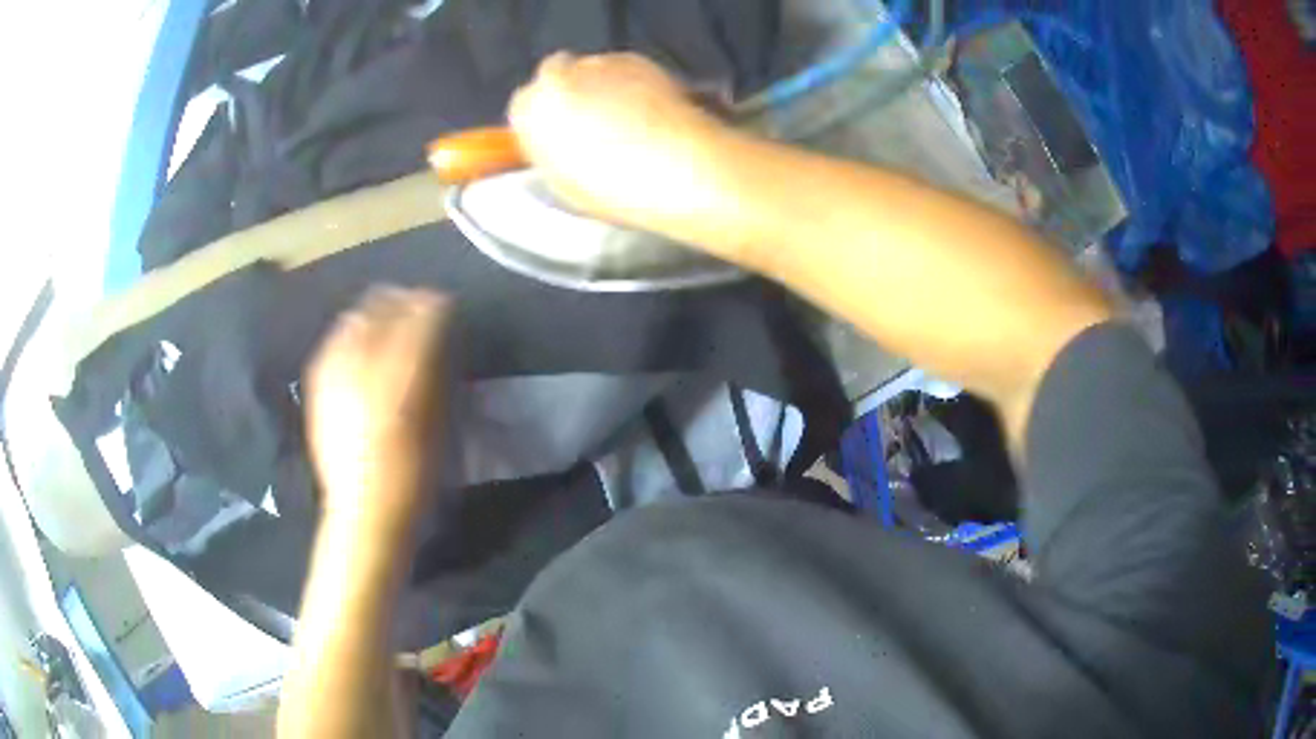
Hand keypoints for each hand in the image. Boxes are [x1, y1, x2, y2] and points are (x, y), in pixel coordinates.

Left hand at [305, 287, 453, 532]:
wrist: (363, 511)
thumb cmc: (414, 475)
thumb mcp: (439, 423)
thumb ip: (437, 371)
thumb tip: (439, 332)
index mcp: (401, 375)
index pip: (419, 314)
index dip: (433, 304)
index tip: (445, 306)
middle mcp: (362, 363)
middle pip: (382, 306)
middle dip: (403, 301)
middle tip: (417, 310)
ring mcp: (334, 371)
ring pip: (355, 318)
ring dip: (376, 313)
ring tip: (388, 325)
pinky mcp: (317, 384)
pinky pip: (334, 341)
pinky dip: (351, 333)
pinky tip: (359, 347)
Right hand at [508, 52, 733, 232]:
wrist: (677, 167)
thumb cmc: (614, 189)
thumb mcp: (562, 182)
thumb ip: (551, 150)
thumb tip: (557, 140)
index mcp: (530, 110)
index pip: (523, 104)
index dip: (543, 118)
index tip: (559, 134)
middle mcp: (557, 77)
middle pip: (553, 77)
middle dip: (569, 94)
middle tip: (593, 126)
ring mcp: (597, 62)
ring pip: (589, 71)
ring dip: (600, 86)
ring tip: (628, 121)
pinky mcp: (636, 58)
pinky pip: (622, 69)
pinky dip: (630, 83)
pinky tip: (650, 110)